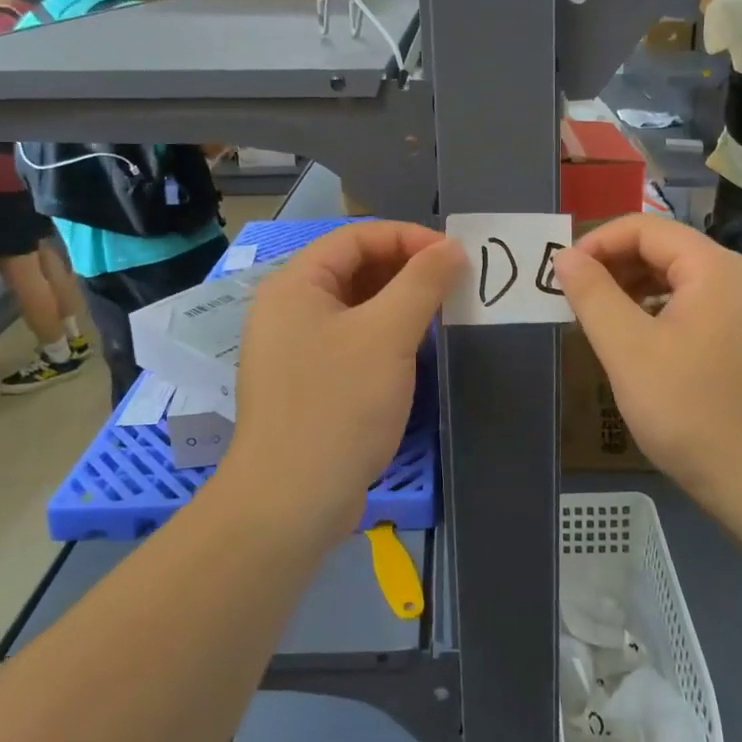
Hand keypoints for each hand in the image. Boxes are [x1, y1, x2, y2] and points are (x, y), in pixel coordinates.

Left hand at [225, 222, 463, 545]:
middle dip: (406, 270)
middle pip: (354, 269)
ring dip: (399, 304)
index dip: (407, 237)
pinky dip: (385, 336)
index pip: (356, 237)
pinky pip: (351, 341)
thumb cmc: (338, 405)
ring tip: (442, 314)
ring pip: (355, 307)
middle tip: (453, 284)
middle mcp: (288, 309)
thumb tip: (451, 247)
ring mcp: (294, 349)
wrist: (290, 503)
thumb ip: (422, 282)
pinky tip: (415, 351)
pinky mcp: (307, 383)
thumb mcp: (388, 335)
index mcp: (295, 284)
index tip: (453, 255)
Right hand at [552, 215, 741, 515]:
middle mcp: (737, 278)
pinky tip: (641, 346)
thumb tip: (566, 256)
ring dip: (634, 290)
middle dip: (615, 266)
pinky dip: (659, 313)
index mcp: (713, 267)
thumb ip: (592, 295)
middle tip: (577, 300)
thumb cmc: (692, 410)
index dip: (598, 243)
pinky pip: (696, 308)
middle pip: (664, 249)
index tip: (564, 276)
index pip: (644, 228)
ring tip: (602, 322)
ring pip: (679, 280)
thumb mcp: (628, 350)